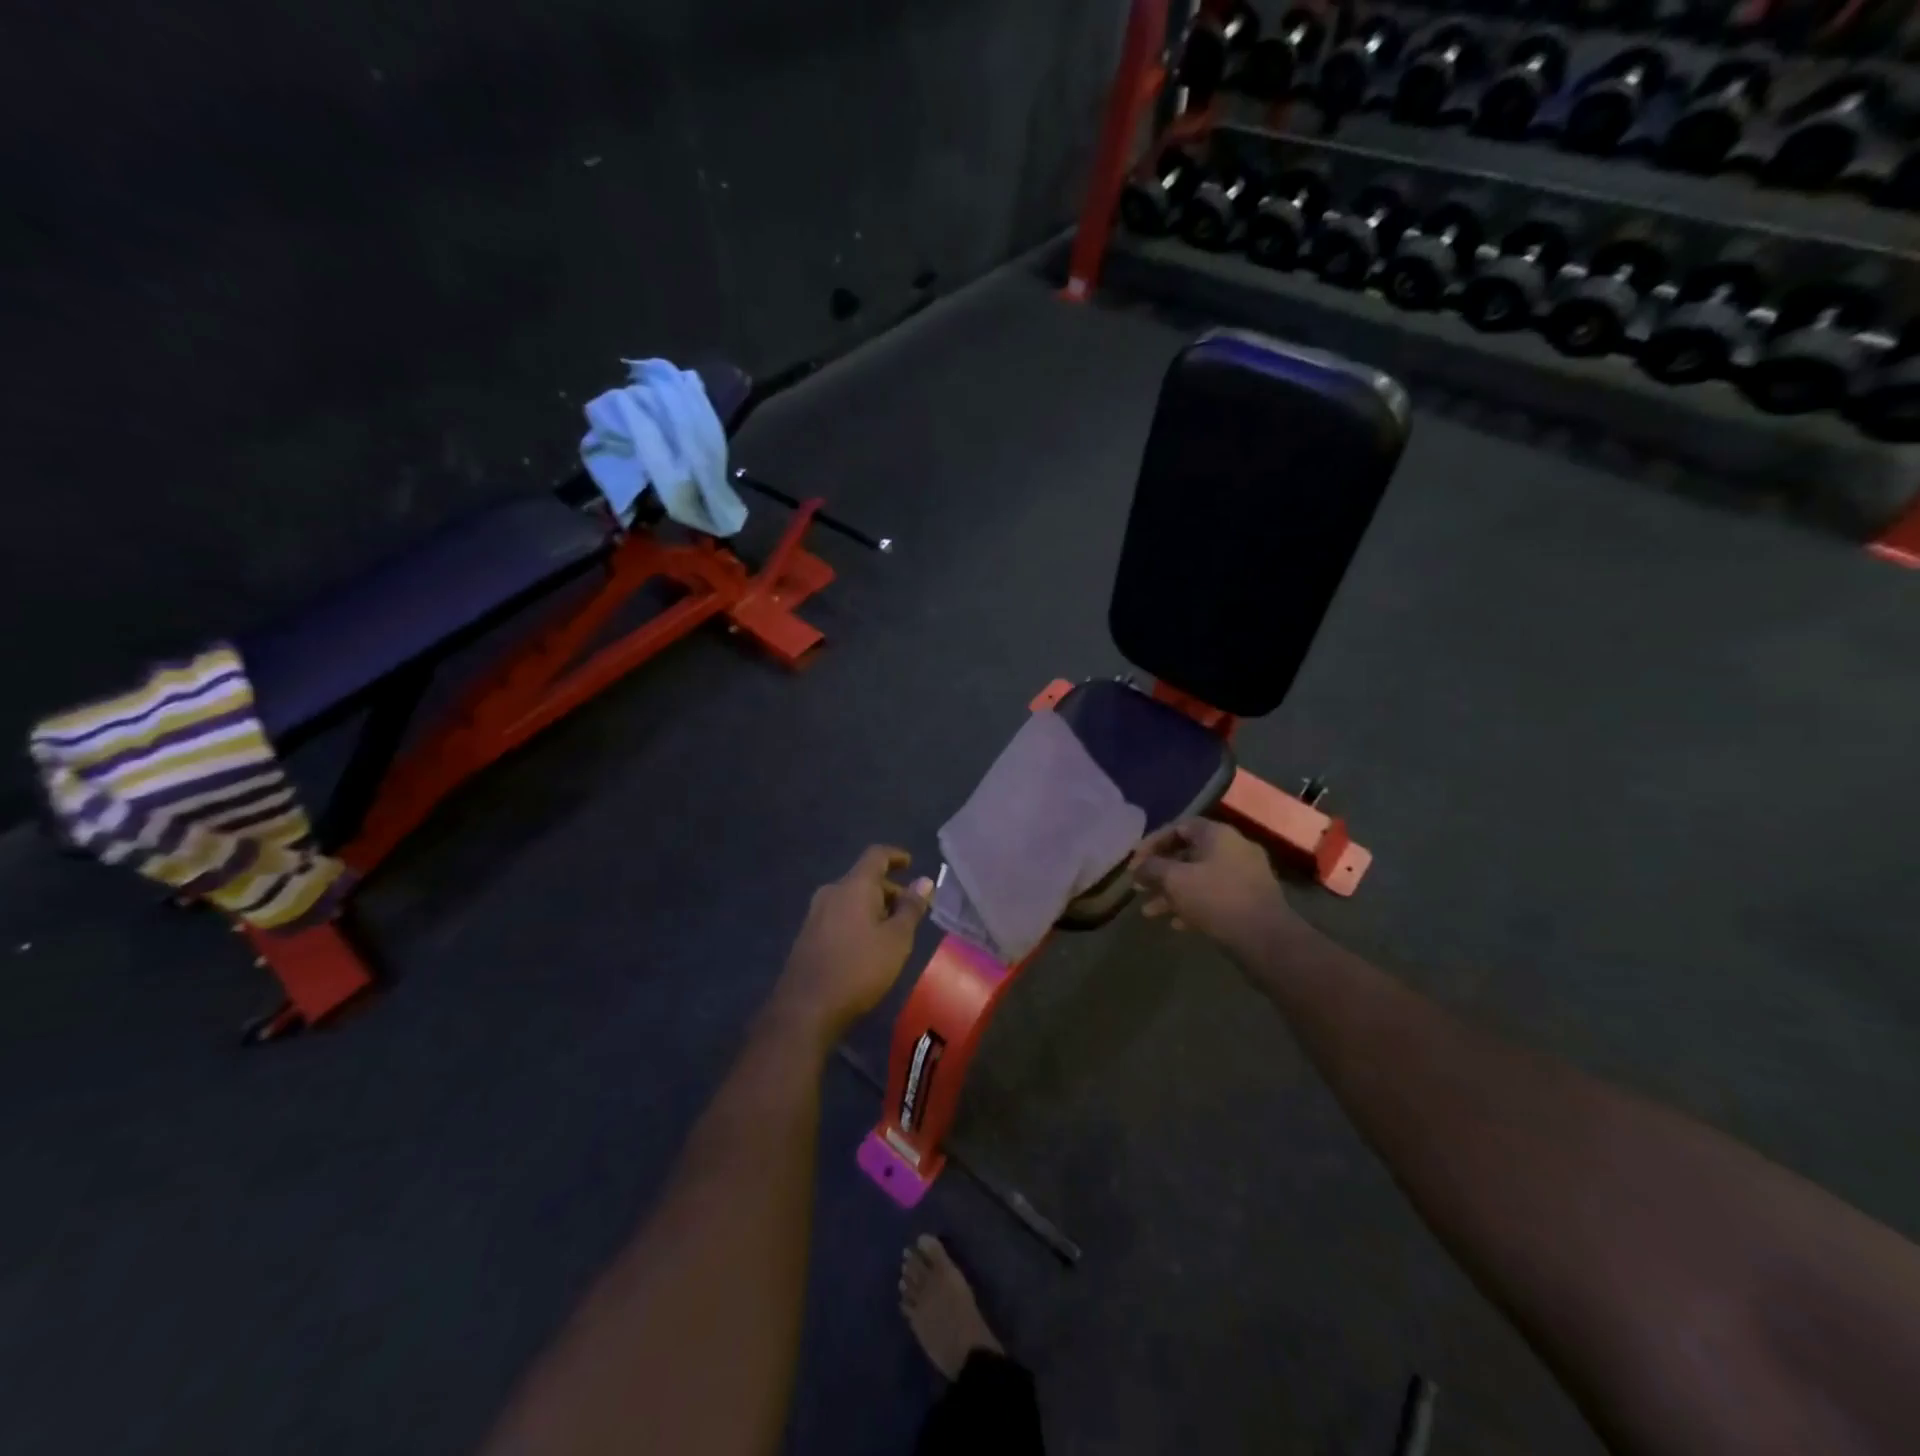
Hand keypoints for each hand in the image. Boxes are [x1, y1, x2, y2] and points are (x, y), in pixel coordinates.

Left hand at [774, 846, 932, 1043]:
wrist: (806, 1008)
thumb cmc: (859, 968)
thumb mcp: (896, 940)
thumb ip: (911, 908)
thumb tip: (924, 882)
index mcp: (853, 886)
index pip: (876, 855)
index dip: (895, 856)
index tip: (910, 864)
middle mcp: (831, 892)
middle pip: (863, 878)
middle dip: (889, 889)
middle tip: (910, 911)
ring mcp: (815, 913)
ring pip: (851, 898)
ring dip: (873, 907)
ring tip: (892, 931)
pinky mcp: (808, 935)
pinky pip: (839, 915)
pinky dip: (858, 920)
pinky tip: (868, 945)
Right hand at [1132, 819, 1294, 949]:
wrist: (1266, 938)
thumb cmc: (1216, 899)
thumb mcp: (1174, 880)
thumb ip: (1152, 868)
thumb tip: (1140, 868)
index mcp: (1217, 834)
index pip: (1178, 827)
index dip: (1152, 843)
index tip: (1135, 862)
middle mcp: (1234, 848)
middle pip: (1188, 854)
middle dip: (1160, 873)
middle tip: (1139, 887)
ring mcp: (1245, 875)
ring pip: (1199, 878)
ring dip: (1172, 893)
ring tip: (1150, 912)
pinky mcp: (1250, 901)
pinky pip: (1214, 896)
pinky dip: (1193, 906)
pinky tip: (1177, 925)